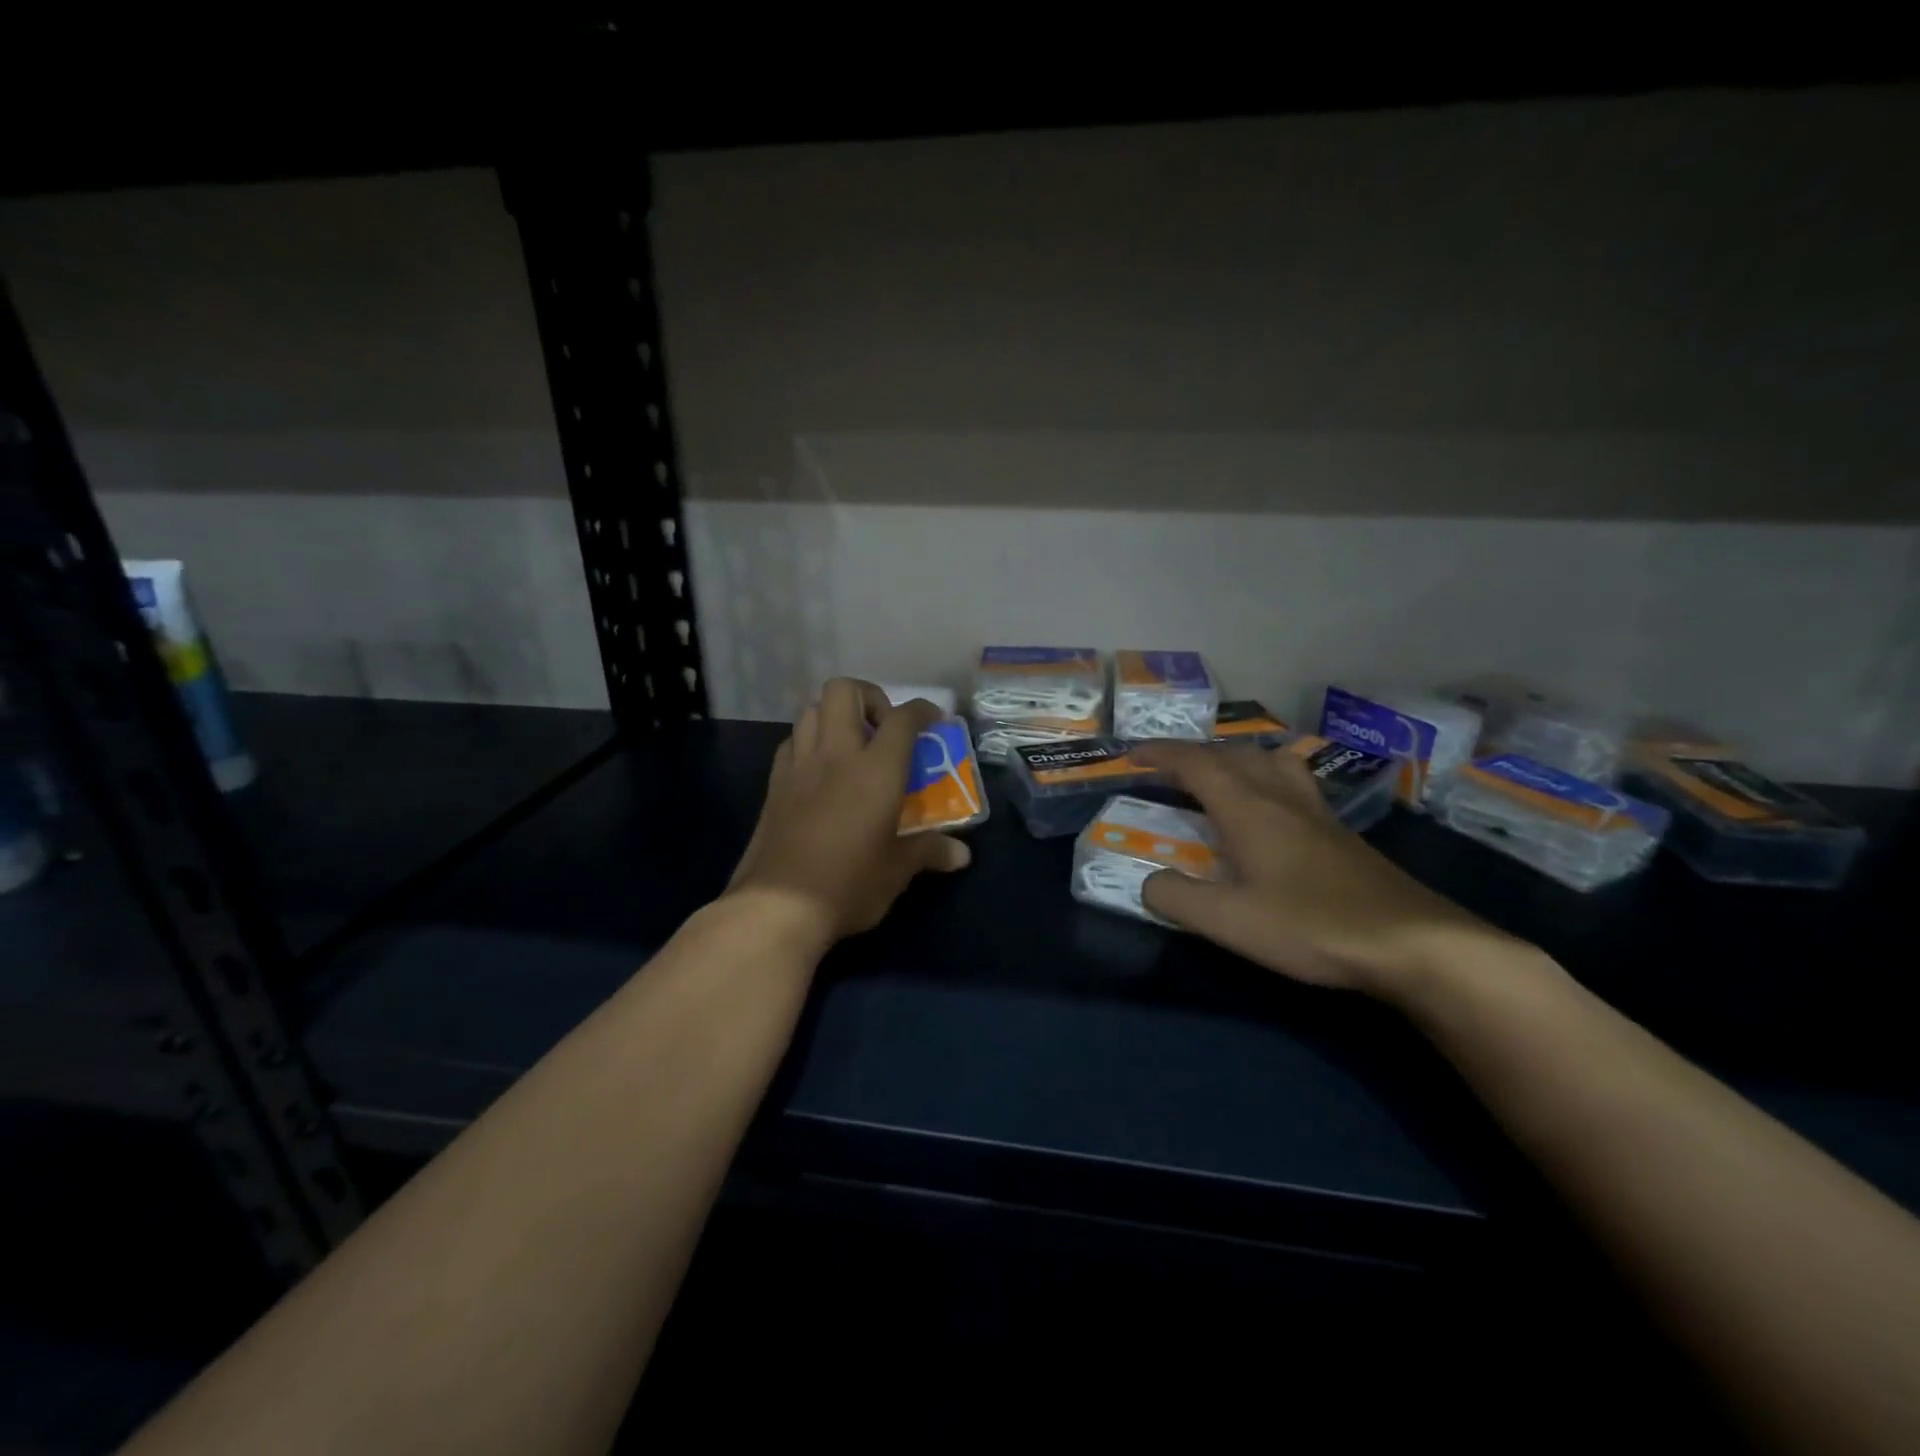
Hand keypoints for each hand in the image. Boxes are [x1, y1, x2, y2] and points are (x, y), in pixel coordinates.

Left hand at [727, 679, 971, 948]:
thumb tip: (962, 855)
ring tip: (851, 746)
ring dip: (835, 716)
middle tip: (883, 729)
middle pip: (845, 691)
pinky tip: (820, 770)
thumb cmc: (849, 884)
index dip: (922, 710)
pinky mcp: (774, 784)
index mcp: (875, 769)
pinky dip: (809, 742)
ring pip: (812, 710)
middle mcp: (836, 754)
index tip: (934, 719)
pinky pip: (792, 742)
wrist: (778, 906)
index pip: (903, 719)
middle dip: (869, 698)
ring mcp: (799, 765)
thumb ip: (929, 851)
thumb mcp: (898, 870)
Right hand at [1131, 742, 1510, 1001]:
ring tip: (1219, 777)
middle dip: (1193, 755)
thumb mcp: (1229, 921)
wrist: (1412, 943)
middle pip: (1233, 754)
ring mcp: (1316, 812)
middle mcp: (1281, 798)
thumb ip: (1177, 899)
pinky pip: (1293, 783)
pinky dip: (1267, 779)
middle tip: (1167, 770)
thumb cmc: (1311, 926)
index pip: (1195, 764)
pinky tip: (1273, 811)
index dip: (1160, 754)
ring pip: (1270, 762)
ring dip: (1235, 759)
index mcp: (1248, 809)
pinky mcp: (1340, 833)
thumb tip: (1148, 883)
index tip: (1131, 754)